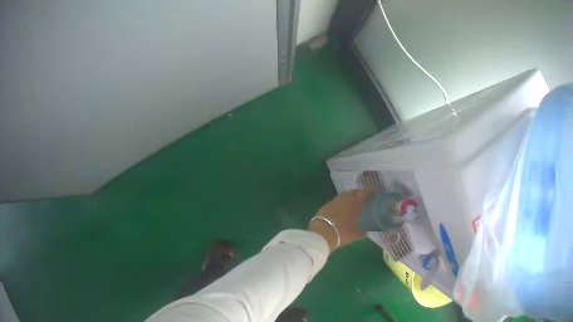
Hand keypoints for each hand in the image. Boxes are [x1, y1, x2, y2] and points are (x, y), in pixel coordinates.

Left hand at [309, 190, 371, 251]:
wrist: (322, 234)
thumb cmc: (342, 233)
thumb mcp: (356, 235)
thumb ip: (363, 232)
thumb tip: (367, 231)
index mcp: (355, 203)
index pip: (365, 193)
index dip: (370, 192)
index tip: (374, 193)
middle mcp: (345, 198)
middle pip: (354, 192)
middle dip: (359, 193)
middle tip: (363, 199)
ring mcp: (334, 201)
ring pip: (344, 195)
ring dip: (349, 197)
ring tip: (352, 204)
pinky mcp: (326, 205)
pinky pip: (336, 201)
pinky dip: (340, 203)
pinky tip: (341, 209)